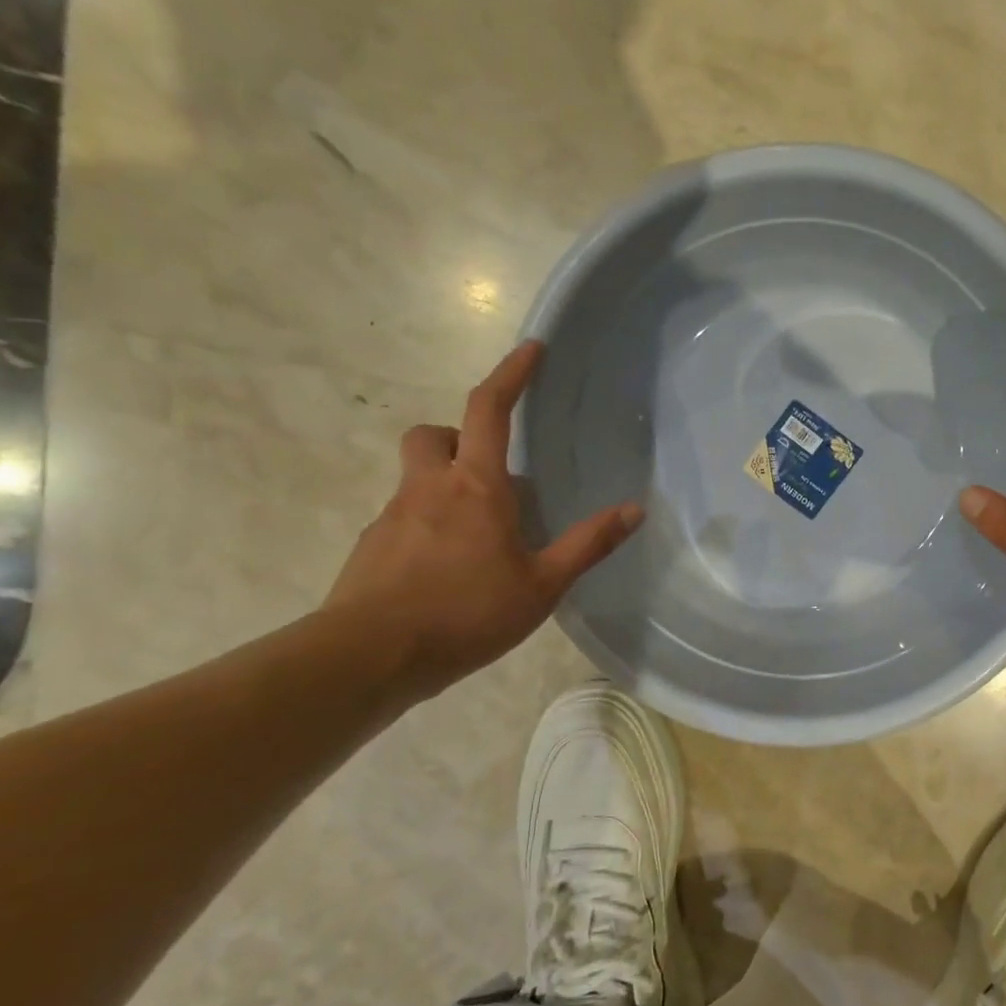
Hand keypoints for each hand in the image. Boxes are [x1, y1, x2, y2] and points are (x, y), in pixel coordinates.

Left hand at [324, 340, 642, 699]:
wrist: (371, 656)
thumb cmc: (466, 613)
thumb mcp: (542, 584)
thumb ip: (587, 545)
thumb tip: (634, 509)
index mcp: (476, 486)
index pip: (491, 410)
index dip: (511, 375)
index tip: (530, 350)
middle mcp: (429, 487)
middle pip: (434, 434)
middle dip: (460, 436)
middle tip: (489, 471)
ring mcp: (393, 516)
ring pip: (417, 477)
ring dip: (445, 485)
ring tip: (477, 536)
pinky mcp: (371, 547)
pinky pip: (403, 517)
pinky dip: (427, 525)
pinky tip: (446, 571)